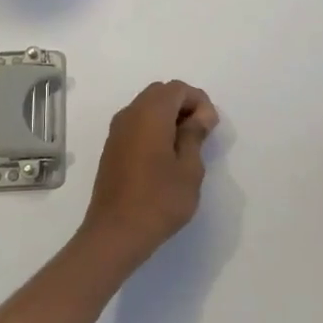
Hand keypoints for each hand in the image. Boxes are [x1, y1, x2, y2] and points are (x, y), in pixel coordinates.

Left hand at [80, 81, 219, 270]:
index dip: (199, 101)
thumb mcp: (189, 169)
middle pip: (161, 93)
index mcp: (150, 114)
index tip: (210, 128)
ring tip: (185, 146)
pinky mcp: (112, 148)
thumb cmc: (159, 200)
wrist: (115, 234)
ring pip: (146, 107)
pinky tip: (165, 156)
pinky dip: (153, 128)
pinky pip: (136, 123)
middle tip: (200, 133)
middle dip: (184, 105)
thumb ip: (195, 135)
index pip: (178, 89)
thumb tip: (199, 116)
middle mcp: (130, 115)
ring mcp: (117, 131)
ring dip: (168, 117)